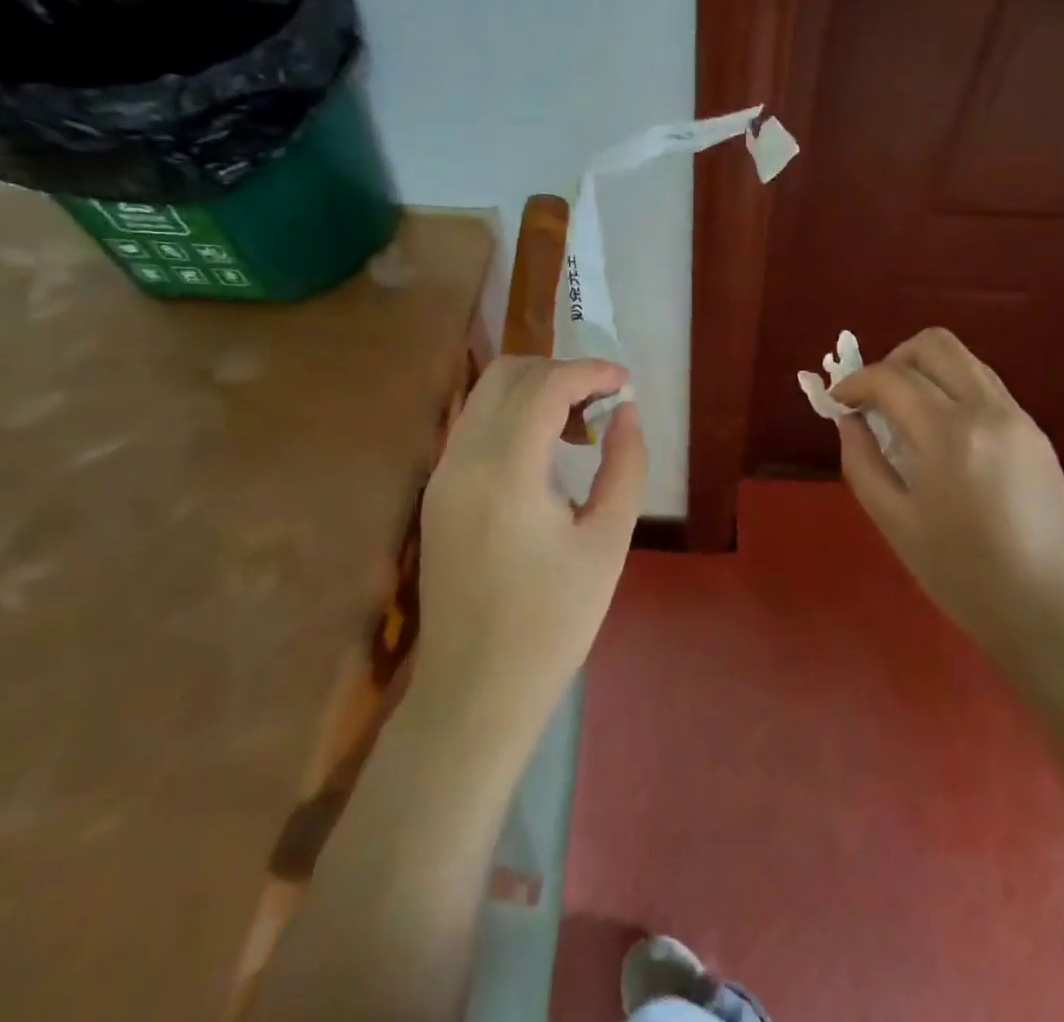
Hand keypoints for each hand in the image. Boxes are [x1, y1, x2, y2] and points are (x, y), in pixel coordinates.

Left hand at [415, 357, 646, 740]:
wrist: (474, 692)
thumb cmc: (552, 624)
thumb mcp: (607, 544)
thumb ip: (624, 467)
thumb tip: (626, 412)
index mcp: (505, 473)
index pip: (544, 386)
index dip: (589, 371)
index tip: (625, 381)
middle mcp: (462, 461)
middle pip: (507, 375)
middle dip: (560, 371)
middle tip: (603, 400)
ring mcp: (441, 476)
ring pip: (485, 395)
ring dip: (534, 390)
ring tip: (579, 423)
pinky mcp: (436, 494)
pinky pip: (474, 426)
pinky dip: (512, 416)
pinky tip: (545, 451)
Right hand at [832, 328, 1063, 660]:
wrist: (1049, 611)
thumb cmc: (962, 575)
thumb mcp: (894, 522)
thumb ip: (861, 461)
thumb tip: (848, 420)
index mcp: (949, 435)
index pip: (891, 377)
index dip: (855, 382)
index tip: (838, 402)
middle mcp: (988, 410)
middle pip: (934, 344)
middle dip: (893, 360)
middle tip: (875, 399)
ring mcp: (1019, 418)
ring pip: (965, 359)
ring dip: (926, 372)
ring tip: (906, 415)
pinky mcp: (1036, 432)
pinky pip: (986, 388)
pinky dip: (954, 392)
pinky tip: (943, 436)